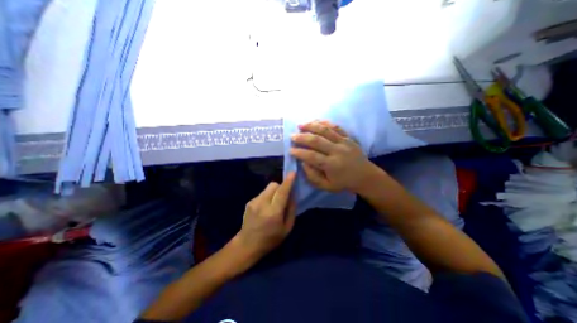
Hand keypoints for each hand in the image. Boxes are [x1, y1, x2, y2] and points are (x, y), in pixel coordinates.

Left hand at [235, 172, 296, 257]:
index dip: (288, 182)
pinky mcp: (249, 202)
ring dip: (273, 192)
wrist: (247, 244)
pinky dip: (267, 197)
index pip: (282, 192)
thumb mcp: (287, 228)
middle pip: (273, 185)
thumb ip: (291, 210)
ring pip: (267, 188)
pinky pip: (262, 193)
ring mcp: (254, 202)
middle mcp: (262, 204)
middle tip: (282, 197)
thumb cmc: (271, 239)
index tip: (293, 173)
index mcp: (273, 212)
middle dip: (280, 187)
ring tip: (273, 204)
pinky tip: (264, 208)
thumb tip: (293, 195)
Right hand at [291, 120, 376, 191]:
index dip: (299, 153)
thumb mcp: (327, 186)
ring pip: (325, 130)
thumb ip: (313, 176)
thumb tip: (303, 163)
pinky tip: (316, 121)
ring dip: (311, 126)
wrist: (366, 176)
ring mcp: (344, 142)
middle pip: (317, 140)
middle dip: (302, 137)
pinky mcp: (348, 137)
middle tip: (292, 136)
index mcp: (332, 165)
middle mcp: (337, 151)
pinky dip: (325, 123)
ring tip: (301, 125)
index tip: (290, 150)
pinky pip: (336, 127)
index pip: (312, 156)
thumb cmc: (344, 183)